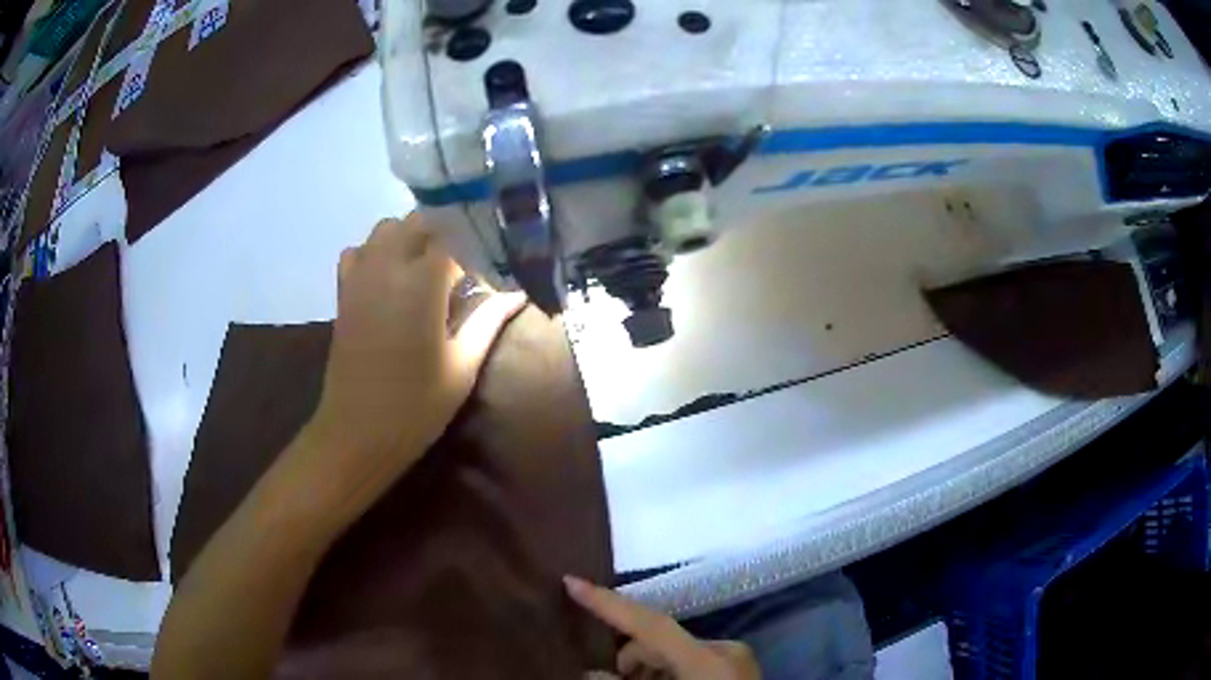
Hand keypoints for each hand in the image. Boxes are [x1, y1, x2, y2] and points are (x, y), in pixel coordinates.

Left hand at [305, 214, 524, 517]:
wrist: (357, 432)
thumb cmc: (416, 405)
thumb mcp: (463, 365)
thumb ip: (489, 319)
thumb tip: (519, 293)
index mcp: (423, 282)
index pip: (456, 237)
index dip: (476, 249)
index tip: (490, 270)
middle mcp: (388, 266)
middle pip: (419, 222)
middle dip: (445, 234)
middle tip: (465, 266)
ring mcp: (360, 276)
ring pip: (387, 228)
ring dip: (410, 238)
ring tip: (429, 268)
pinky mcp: (344, 292)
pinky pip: (358, 251)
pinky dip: (376, 252)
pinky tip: (390, 278)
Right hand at [565, 576, 761, 679]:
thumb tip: (591, 673)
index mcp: (709, 660)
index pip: (651, 624)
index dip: (608, 604)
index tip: (571, 583)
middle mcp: (724, 651)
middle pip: (660, 642)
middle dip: (628, 659)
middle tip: (606, 679)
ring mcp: (734, 660)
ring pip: (674, 654)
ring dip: (647, 670)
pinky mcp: (738, 670)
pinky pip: (691, 664)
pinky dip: (668, 675)